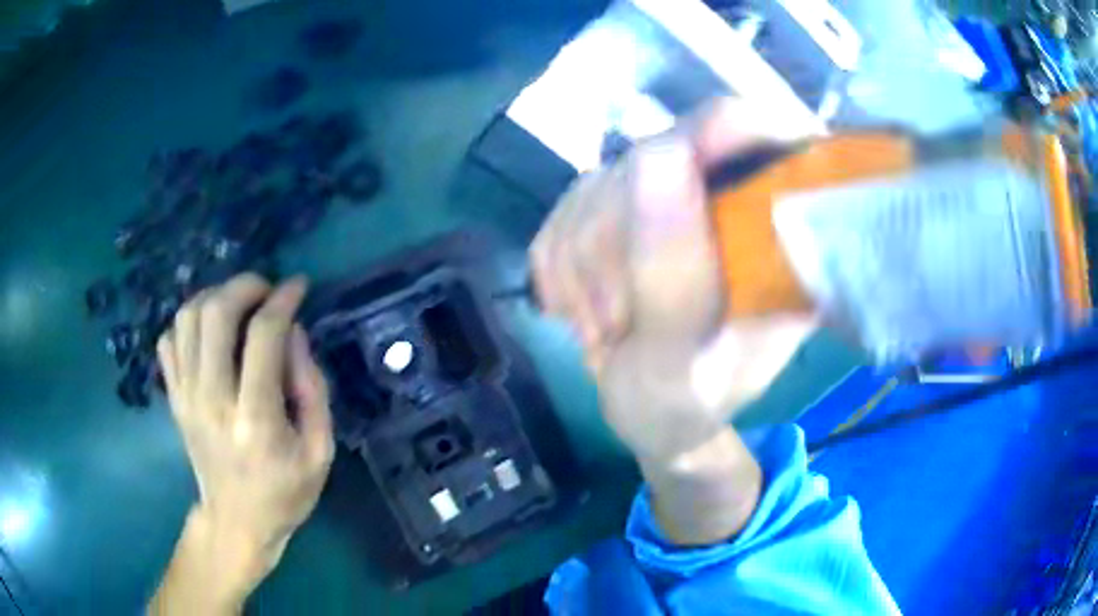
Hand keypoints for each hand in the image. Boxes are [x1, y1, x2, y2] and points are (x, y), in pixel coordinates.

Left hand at [154, 274, 333, 606]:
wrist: (236, 521)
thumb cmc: (285, 492)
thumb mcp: (319, 451)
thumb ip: (313, 388)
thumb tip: (294, 332)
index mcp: (255, 418)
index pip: (263, 336)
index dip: (283, 300)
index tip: (298, 286)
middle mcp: (213, 399)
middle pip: (215, 313)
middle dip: (244, 286)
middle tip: (266, 290)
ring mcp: (186, 396)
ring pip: (187, 317)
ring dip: (215, 297)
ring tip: (238, 306)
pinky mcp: (173, 398)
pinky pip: (169, 339)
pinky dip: (188, 322)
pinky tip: (209, 332)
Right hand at [531, 99, 817, 464]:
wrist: (649, 416)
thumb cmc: (685, 405)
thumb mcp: (685, 364)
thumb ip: (675, 272)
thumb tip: (658, 155)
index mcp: (779, 225)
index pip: (754, 127)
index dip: (709, 144)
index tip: (666, 223)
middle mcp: (730, 195)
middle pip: (657, 153)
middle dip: (622, 245)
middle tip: (623, 322)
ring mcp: (668, 196)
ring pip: (598, 181)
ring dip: (586, 268)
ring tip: (610, 329)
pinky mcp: (615, 208)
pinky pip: (562, 210)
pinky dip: (560, 268)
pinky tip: (585, 310)